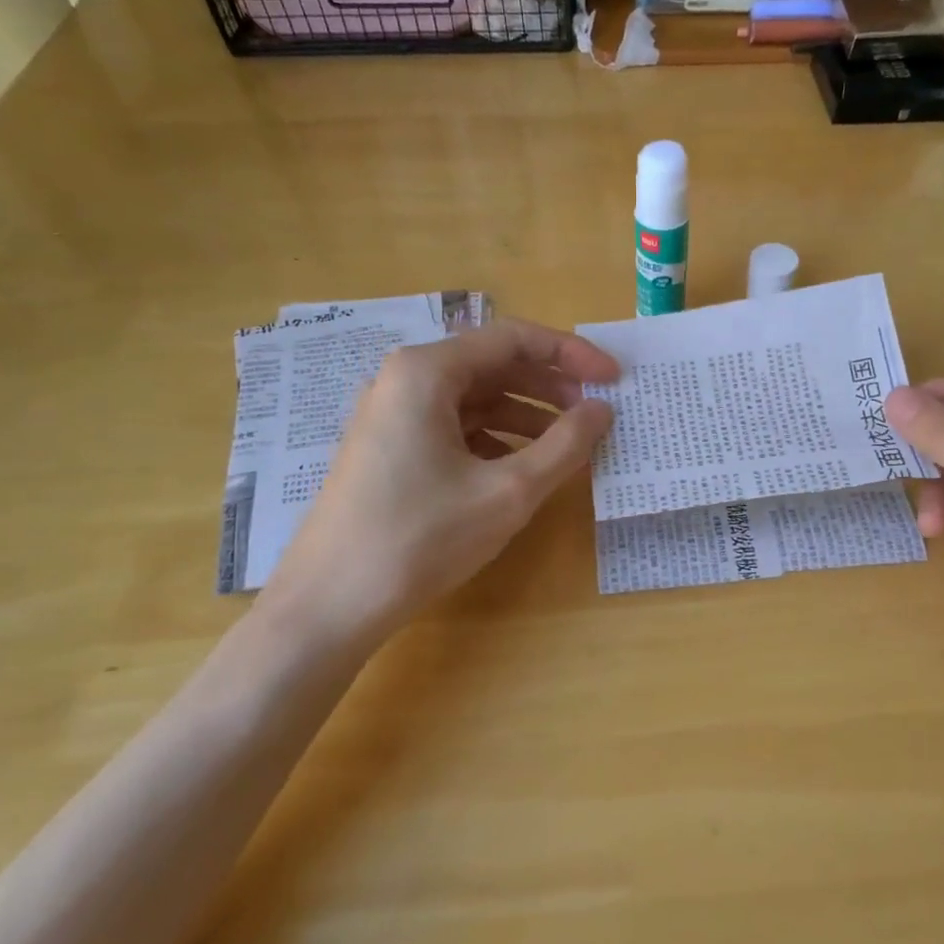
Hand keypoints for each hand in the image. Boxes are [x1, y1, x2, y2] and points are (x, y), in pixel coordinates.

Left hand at [261, 319, 616, 653]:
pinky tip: (523, 468)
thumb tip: (603, 410)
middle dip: (550, 387)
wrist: (331, 604)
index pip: (513, 339)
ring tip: (569, 446)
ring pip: (474, 399)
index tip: (613, 378)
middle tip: (595, 415)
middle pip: (493, 365)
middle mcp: (405, 379)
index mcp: (428, 371)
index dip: (571, 354)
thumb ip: (565, 445)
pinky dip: (496, 440)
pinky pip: (454, 427)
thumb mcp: (508, 491)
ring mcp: (392, 415)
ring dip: (526, 416)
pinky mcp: (389, 449)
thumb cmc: (422, 537)